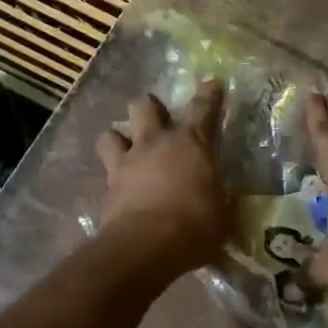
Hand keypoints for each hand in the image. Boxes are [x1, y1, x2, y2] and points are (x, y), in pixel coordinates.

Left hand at [95, 81, 230, 276]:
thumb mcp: (221, 210)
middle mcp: (156, 143)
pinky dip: (112, 176)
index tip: (210, 83)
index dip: (208, 94)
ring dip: (119, 138)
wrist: (147, 245)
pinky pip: (106, 171)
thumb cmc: (196, 224)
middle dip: (149, 106)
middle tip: (156, 118)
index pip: (203, 109)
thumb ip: (216, 194)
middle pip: (143, 105)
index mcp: (191, 143)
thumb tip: (216, 194)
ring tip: (126, 149)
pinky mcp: (108, 187)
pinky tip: (119, 188)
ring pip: (111, 133)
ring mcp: (127, 162)